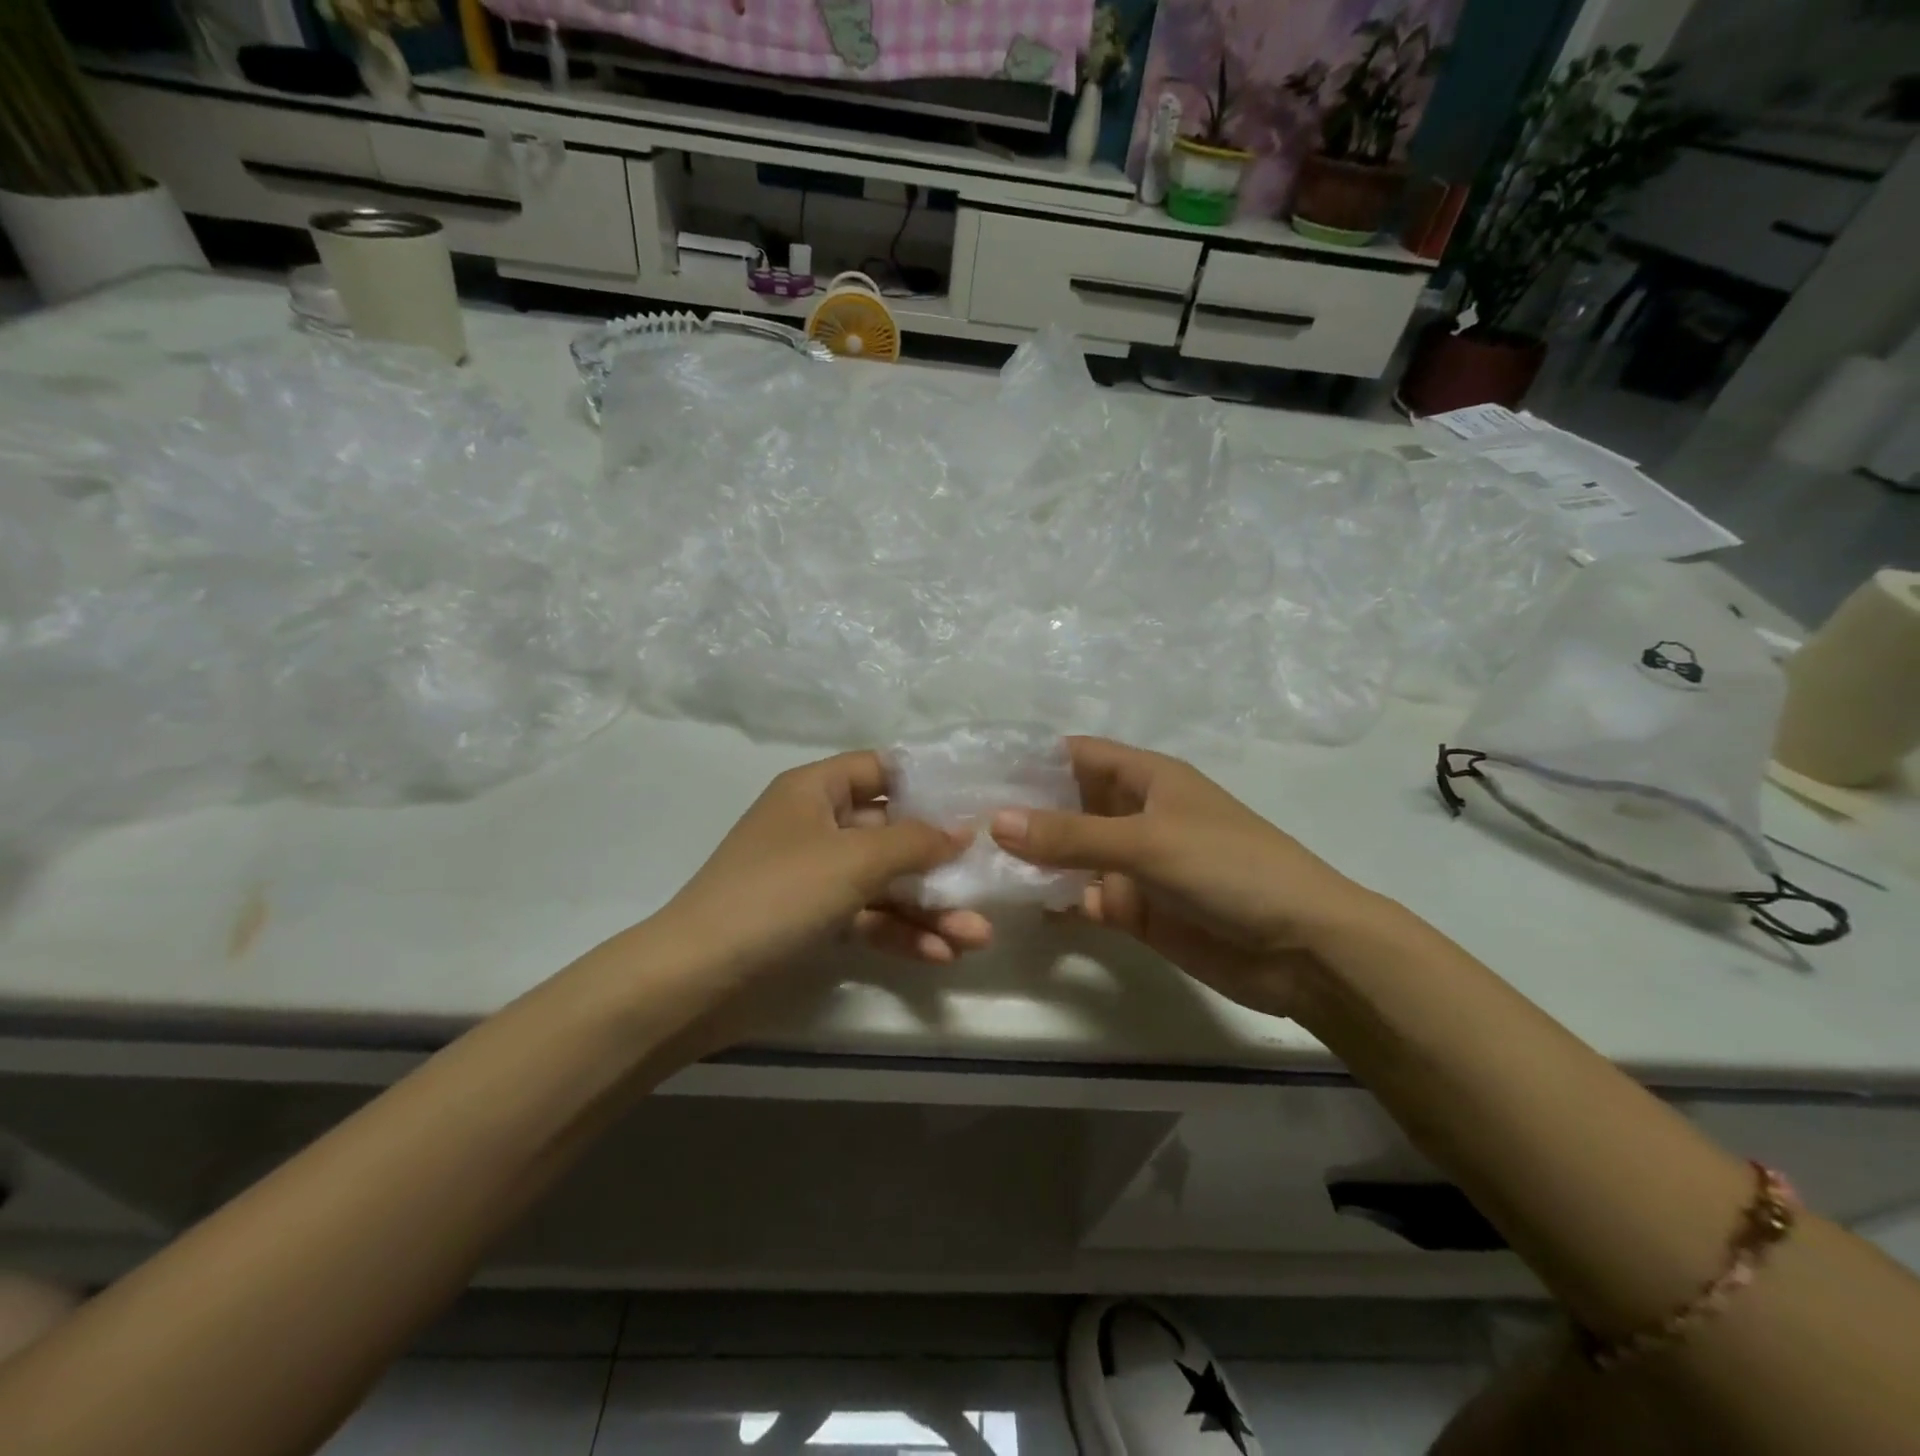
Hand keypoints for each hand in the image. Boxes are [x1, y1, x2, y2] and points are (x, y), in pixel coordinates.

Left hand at [658, 751, 993, 982]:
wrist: (696, 980)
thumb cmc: (778, 895)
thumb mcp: (854, 859)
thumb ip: (915, 841)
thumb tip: (962, 831)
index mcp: (814, 791)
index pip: (880, 768)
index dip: (927, 781)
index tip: (975, 800)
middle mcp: (816, 827)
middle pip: (891, 831)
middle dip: (940, 861)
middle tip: (988, 879)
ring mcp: (815, 878)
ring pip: (885, 883)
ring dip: (930, 907)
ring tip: (978, 936)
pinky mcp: (814, 923)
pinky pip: (868, 919)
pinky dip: (901, 934)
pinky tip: (941, 955)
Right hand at [988, 737, 1381, 1020]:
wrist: (1301, 950)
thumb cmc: (1229, 869)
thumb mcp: (1147, 842)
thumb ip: (1070, 835)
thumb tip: (995, 821)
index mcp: (1146, 778)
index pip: (1076, 755)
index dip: (1029, 759)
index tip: (973, 771)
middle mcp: (1135, 815)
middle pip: (1066, 805)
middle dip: (1020, 812)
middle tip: (957, 822)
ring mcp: (1133, 865)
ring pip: (1070, 855)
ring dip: (1031, 859)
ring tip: (970, 862)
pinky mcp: (1136, 909)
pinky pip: (1083, 898)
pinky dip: (1054, 900)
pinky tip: (1012, 904)